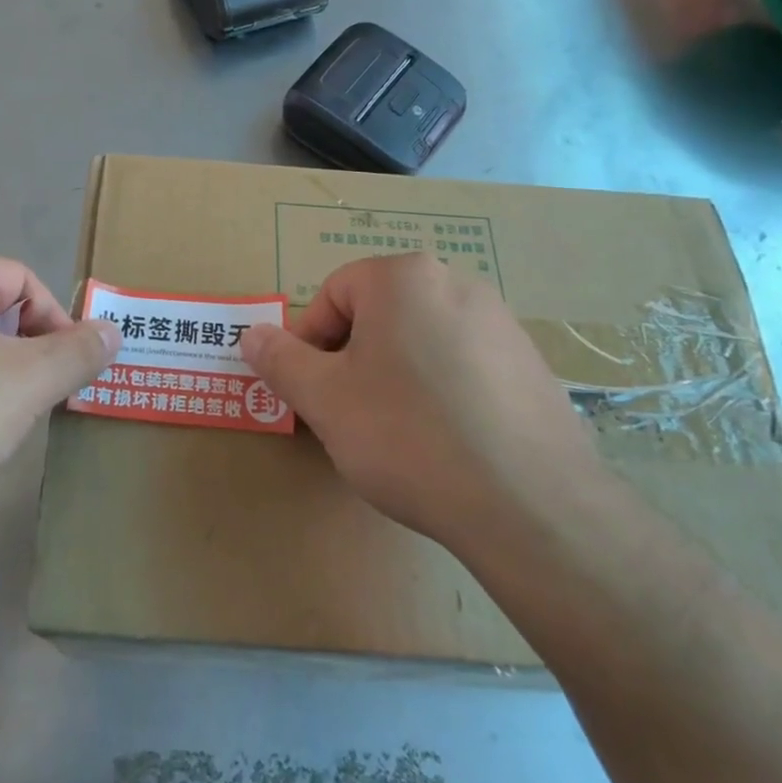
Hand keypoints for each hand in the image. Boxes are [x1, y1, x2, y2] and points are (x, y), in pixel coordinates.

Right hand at [239, 253, 593, 548]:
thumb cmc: (408, 436)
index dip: (311, 342)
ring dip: (396, 375)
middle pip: (379, 314)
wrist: (529, 504)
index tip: (314, 392)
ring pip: (422, 340)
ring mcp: (502, 324)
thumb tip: (250, 335)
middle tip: (349, 414)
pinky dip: (443, 391)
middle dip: (353, 359)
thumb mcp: (324, 399)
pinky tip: (447, 442)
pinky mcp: (530, 365)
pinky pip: (465, 365)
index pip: (334, 294)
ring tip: (398, 434)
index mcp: (404, 278)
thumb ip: (280, 360)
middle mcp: (457, 284)